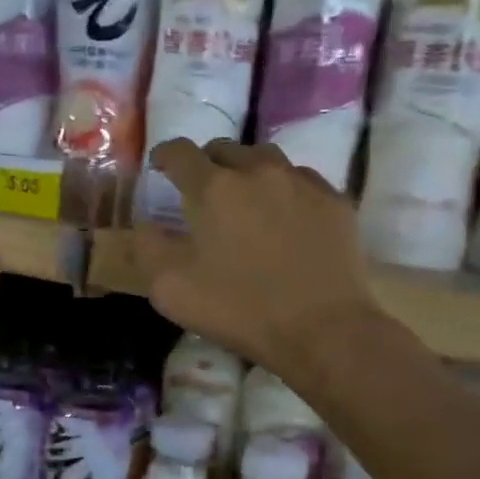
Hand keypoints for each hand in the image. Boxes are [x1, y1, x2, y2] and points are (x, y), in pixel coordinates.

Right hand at [134, 140, 383, 381]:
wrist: (322, 329)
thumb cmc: (240, 309)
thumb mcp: (172, 289)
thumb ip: (148, 248)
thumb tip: (145, 225)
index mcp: (213, 188)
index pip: (180, 152)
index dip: (165, 155)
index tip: (160, 166)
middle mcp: (258, 171)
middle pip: (225, 149)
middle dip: (207, 163)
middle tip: (202, 190)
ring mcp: (302, 182)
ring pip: (266, 158)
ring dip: (247, 171)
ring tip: (245, 197)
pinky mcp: (334, 201)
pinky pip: (301, 180)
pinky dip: (284, 189)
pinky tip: (285, 215)